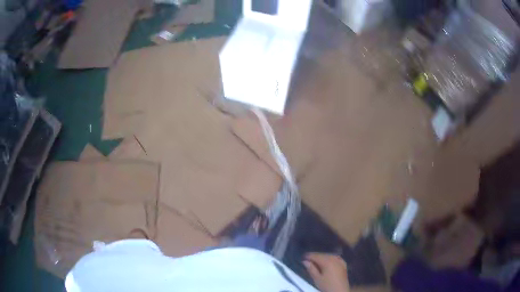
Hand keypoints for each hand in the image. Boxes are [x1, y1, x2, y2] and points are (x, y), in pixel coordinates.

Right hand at [303, 252, 349, 291]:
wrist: (340, 290)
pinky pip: (335, 257)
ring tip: (316, 260)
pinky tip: (328, 260)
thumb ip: (311, 269)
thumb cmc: (327, 285)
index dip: (309, 256)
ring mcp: (340, 261)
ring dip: (322, 256)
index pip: (316, 256)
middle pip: (323, 255)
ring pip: (329, 255)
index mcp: (327, 261)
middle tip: (308, 259)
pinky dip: (330, 258)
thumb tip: (305, 261)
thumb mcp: (317, 279)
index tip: (302, 257)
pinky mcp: (343, 264)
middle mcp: (334, 259)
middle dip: (315, 256)